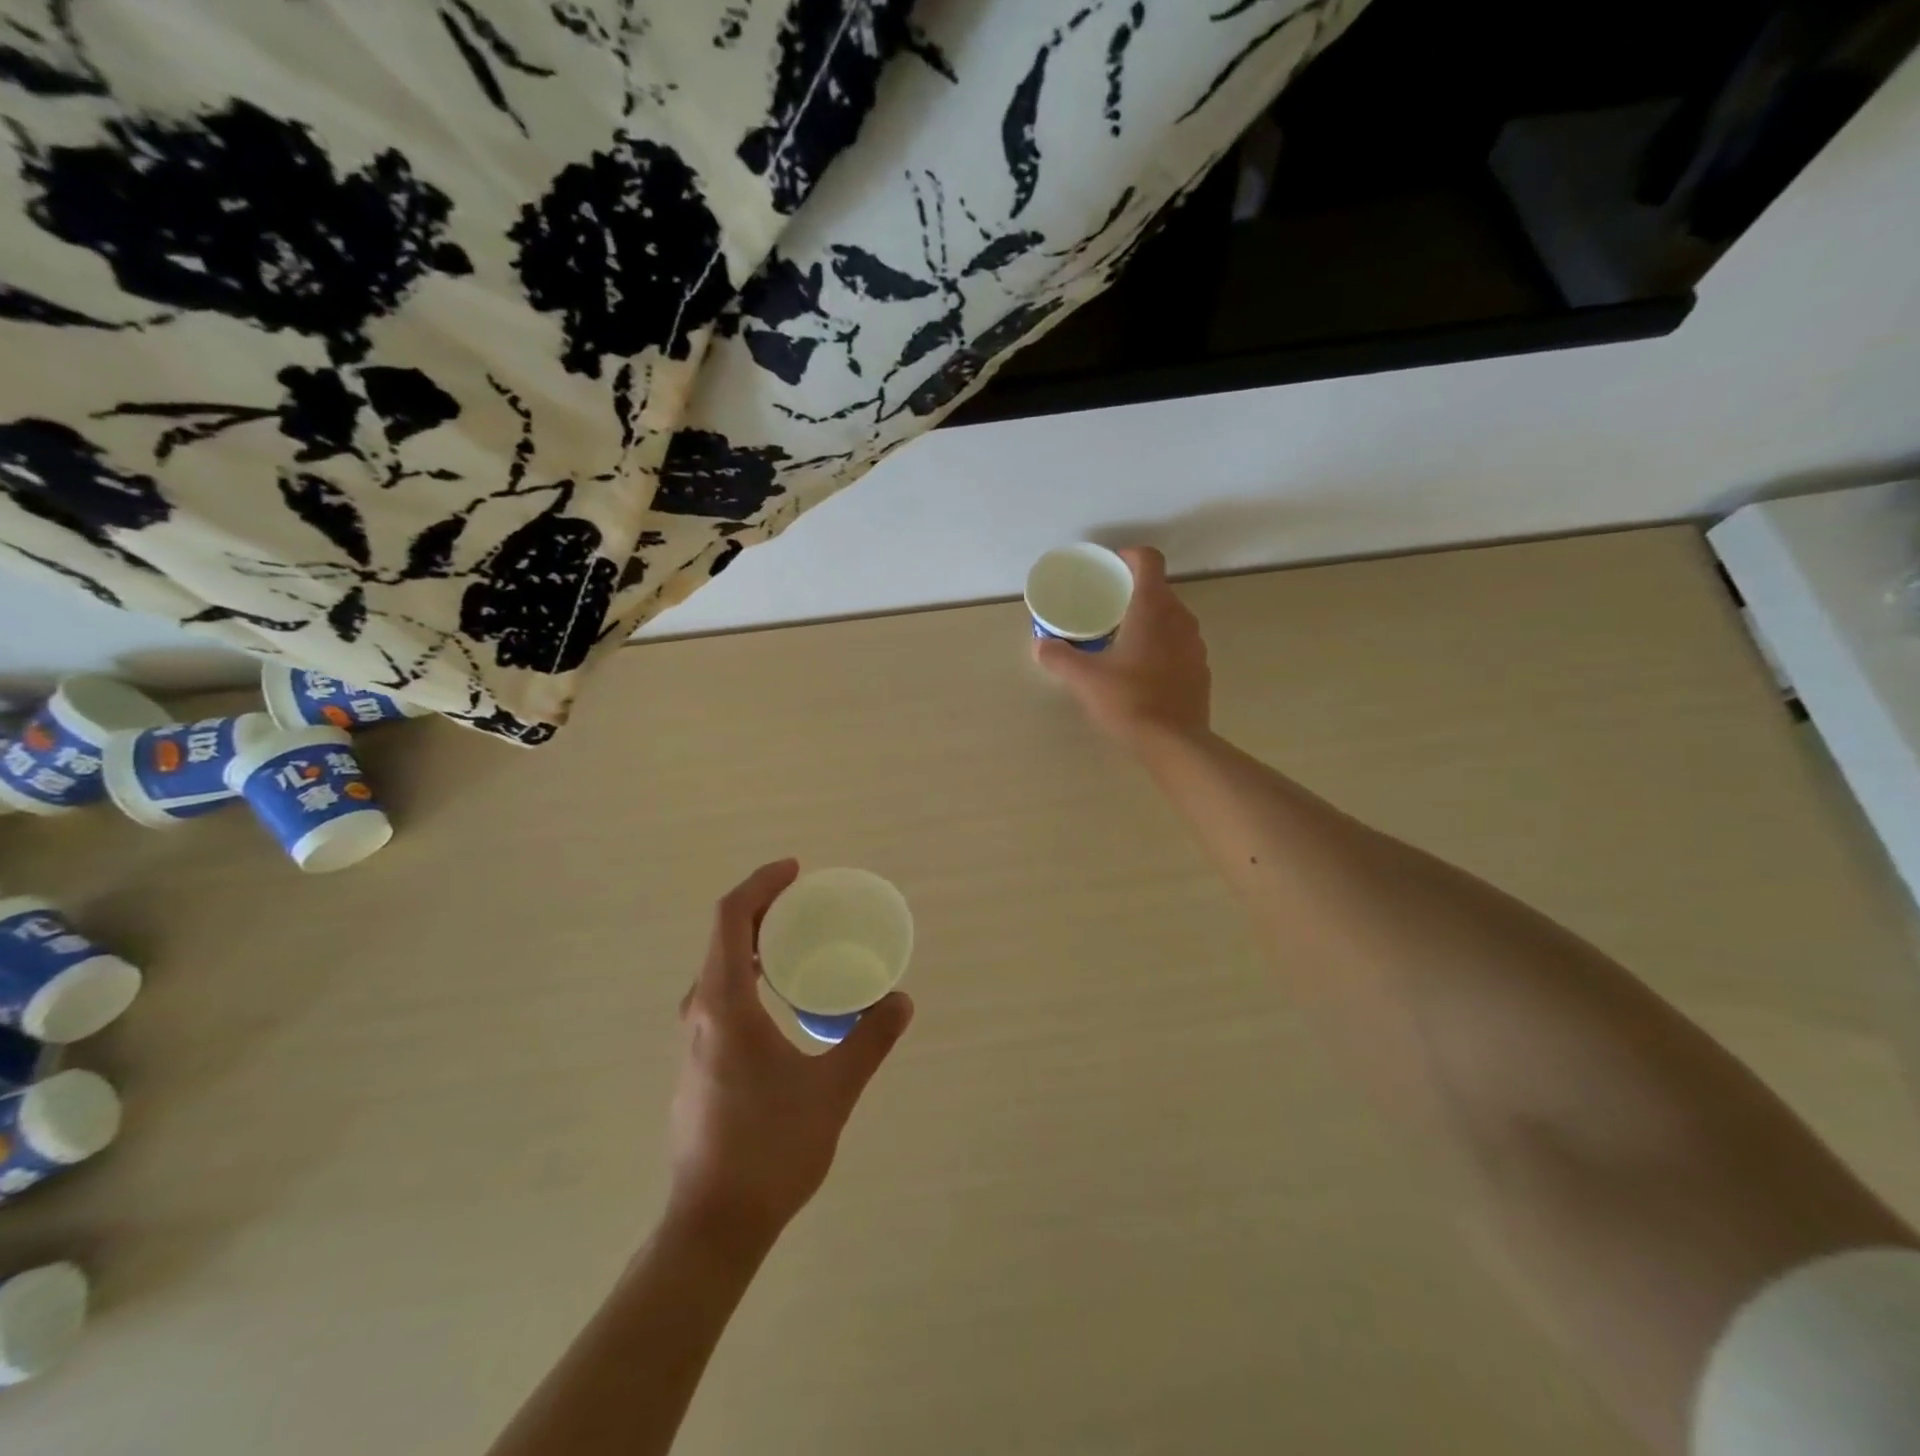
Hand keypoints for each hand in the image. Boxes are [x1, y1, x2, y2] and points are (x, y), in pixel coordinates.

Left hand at [666, 860, 913, 1252]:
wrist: (712, 1226)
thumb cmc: (770, 1150)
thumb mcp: (832, 1091)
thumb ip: (869, 1040)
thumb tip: (901, 1001)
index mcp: (724, 1005)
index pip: (731, 918)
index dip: (762, 885)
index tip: (797, 872)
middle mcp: (699, 1012)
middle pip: (723, 937)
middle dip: (764, 909)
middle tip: (809, 903)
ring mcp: (693, 1040)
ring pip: (719, 968)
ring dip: (756, 942)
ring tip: (800, 942)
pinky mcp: (697, 1063)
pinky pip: (721, 995)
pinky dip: (750, 973)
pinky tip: (783, 998)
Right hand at [1034, 546, 1210, 749]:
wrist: (1174, 742)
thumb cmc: (1128, 700)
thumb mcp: (1084, 678)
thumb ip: (1059, 657)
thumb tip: (1041, 645)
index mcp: (1152, 609)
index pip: (1149, 560)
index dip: (1129, 557)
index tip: (1110, 568)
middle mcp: (1180, 618)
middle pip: (1159, 590)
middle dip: (1134, 593)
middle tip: (1107, 609)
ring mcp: (1195, 644)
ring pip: (1172, 618)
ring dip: (1150, 621)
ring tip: (1123, 640)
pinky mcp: (1200, 669)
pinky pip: (1180, 644)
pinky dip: (1162, 646)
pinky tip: (1143, 671)